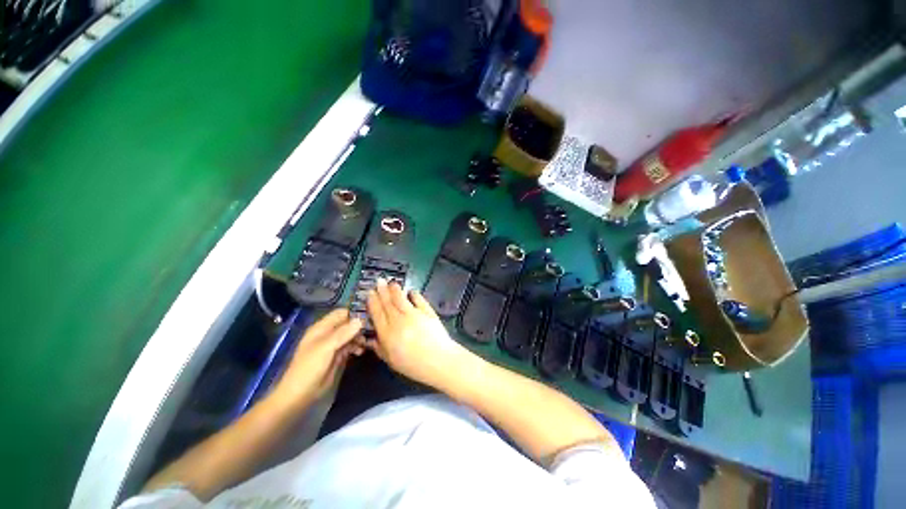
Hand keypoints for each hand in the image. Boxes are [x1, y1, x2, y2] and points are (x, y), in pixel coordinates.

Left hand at [273, 309, 363, 406]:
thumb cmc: (309, 367)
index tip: (370, 317)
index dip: (355, 313)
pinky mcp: (337, 356)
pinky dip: (357, 347)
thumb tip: (361, 320)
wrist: (300, 395)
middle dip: (360, 326)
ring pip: (351, 335)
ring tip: (367, 343)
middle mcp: (329, 333)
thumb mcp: (326, 348)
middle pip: (348, 323)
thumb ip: (343, 333)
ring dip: (359, 337)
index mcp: (322, 328)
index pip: (342, 313)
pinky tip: (361, 351)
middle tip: (372, 331)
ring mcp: (333, 345)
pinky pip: (350, 346)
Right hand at [366, 278, 479, 390]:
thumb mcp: (391, 361)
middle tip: (379, 281)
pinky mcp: (427, 311)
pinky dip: (414, 294)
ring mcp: (414, 314)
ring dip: (395, 289)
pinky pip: (419, 299)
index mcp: (387, 333)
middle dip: (382, 291)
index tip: (370, 293)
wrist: (438, 360)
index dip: (372, 302)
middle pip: (388, 303)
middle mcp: (398, 320)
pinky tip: (411, 291)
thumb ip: (379, 348)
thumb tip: (370, 340)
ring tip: (392, 282)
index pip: (377, 313)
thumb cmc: (413, 365)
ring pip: (401, 298)